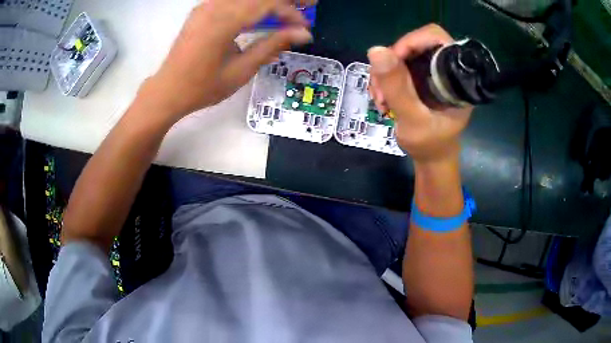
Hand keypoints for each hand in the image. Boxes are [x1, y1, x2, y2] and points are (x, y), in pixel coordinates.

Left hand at [141, 0, 314, 120]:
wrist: (167, 90)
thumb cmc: (202, 87)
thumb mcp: (241, 69)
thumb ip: (272, 45)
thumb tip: (303, 34)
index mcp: (223, 21)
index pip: (267, 3)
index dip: (291, 11)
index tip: (304, 27)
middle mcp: (214, 6)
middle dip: (285, 0)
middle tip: (307, 6)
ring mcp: (206, 5)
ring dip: (268, 2)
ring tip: (285, 12)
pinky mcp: (203, 9)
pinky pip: (233, 0)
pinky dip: (251, 5)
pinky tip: (261, 15)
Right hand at [367, 24, 471, 162]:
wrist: (431, 158)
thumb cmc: (429, 144)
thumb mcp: (412, 120)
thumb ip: (398, 87)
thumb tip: (375, 50)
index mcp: (456, 77)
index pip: (437, 38)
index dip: (412, 41)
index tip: (392, 61)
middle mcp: (444, 69)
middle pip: (415, 45)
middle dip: (392, 62)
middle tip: (380, 87)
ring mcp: (431, 73)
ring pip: (402, 55)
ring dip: (384, 74)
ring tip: (380, 99)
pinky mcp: (420, 78)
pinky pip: (397, 67)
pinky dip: (384, 79)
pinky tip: (382, 98)